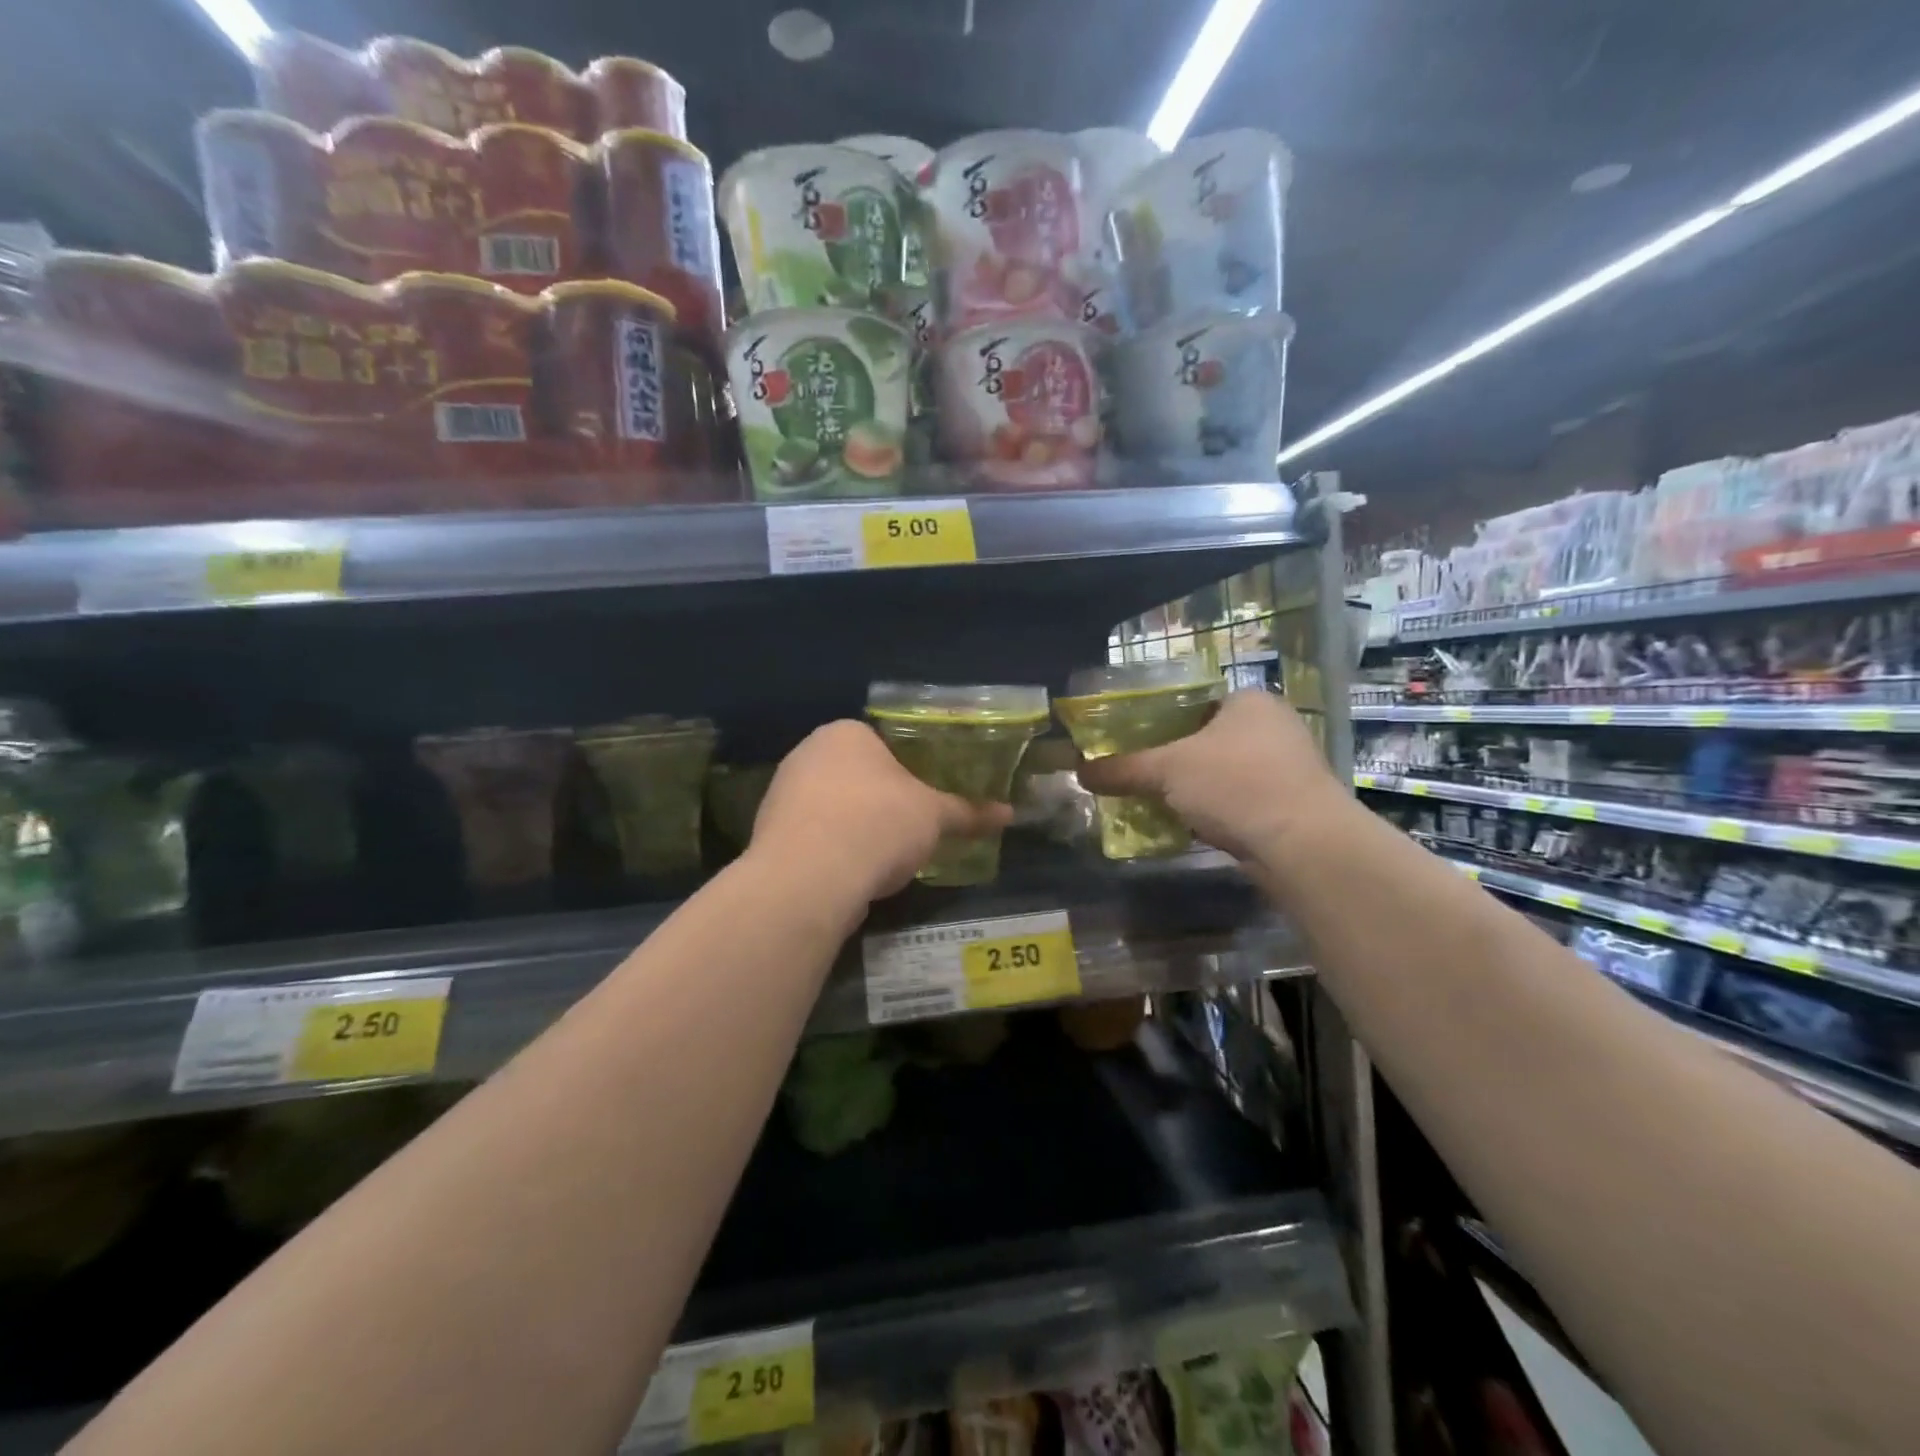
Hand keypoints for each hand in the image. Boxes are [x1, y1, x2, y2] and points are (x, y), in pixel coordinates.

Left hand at [751, 721, 1013, 906]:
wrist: (809, 879)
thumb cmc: (878, 824)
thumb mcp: (934, 817)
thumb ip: (968, 812)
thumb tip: (1009, 813)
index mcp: (845, 733)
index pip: (885, 744)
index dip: (911, 772)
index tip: (927, 799)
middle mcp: (807, 753)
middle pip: (858, 775)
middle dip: (884, 802)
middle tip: (912, 829)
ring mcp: (783, 794)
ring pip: (835, 808)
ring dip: (859, 828)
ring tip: (886, 858)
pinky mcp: (770, 835)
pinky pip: (815, 837)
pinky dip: (836, 851)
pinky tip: (855, 874)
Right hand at [1076, 690, 1347, 861]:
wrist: (1303, 844)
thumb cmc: (1235, 784)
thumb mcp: (1166, 770)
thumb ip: (1122, 768)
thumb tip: (1078, 772)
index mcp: (1248, 700)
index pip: (1192, 702)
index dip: (1157, 721)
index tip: (1131, 743)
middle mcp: (1273, 725)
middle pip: (1206, 739)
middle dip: (1173, 759)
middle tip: (1138, 775)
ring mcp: (1288, 765)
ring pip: (1223, 771)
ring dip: (1194, 788)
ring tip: (1157, 801)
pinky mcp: (1292, 803)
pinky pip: (1240, 799)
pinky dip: (1216, 809)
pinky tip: (1192, 825)